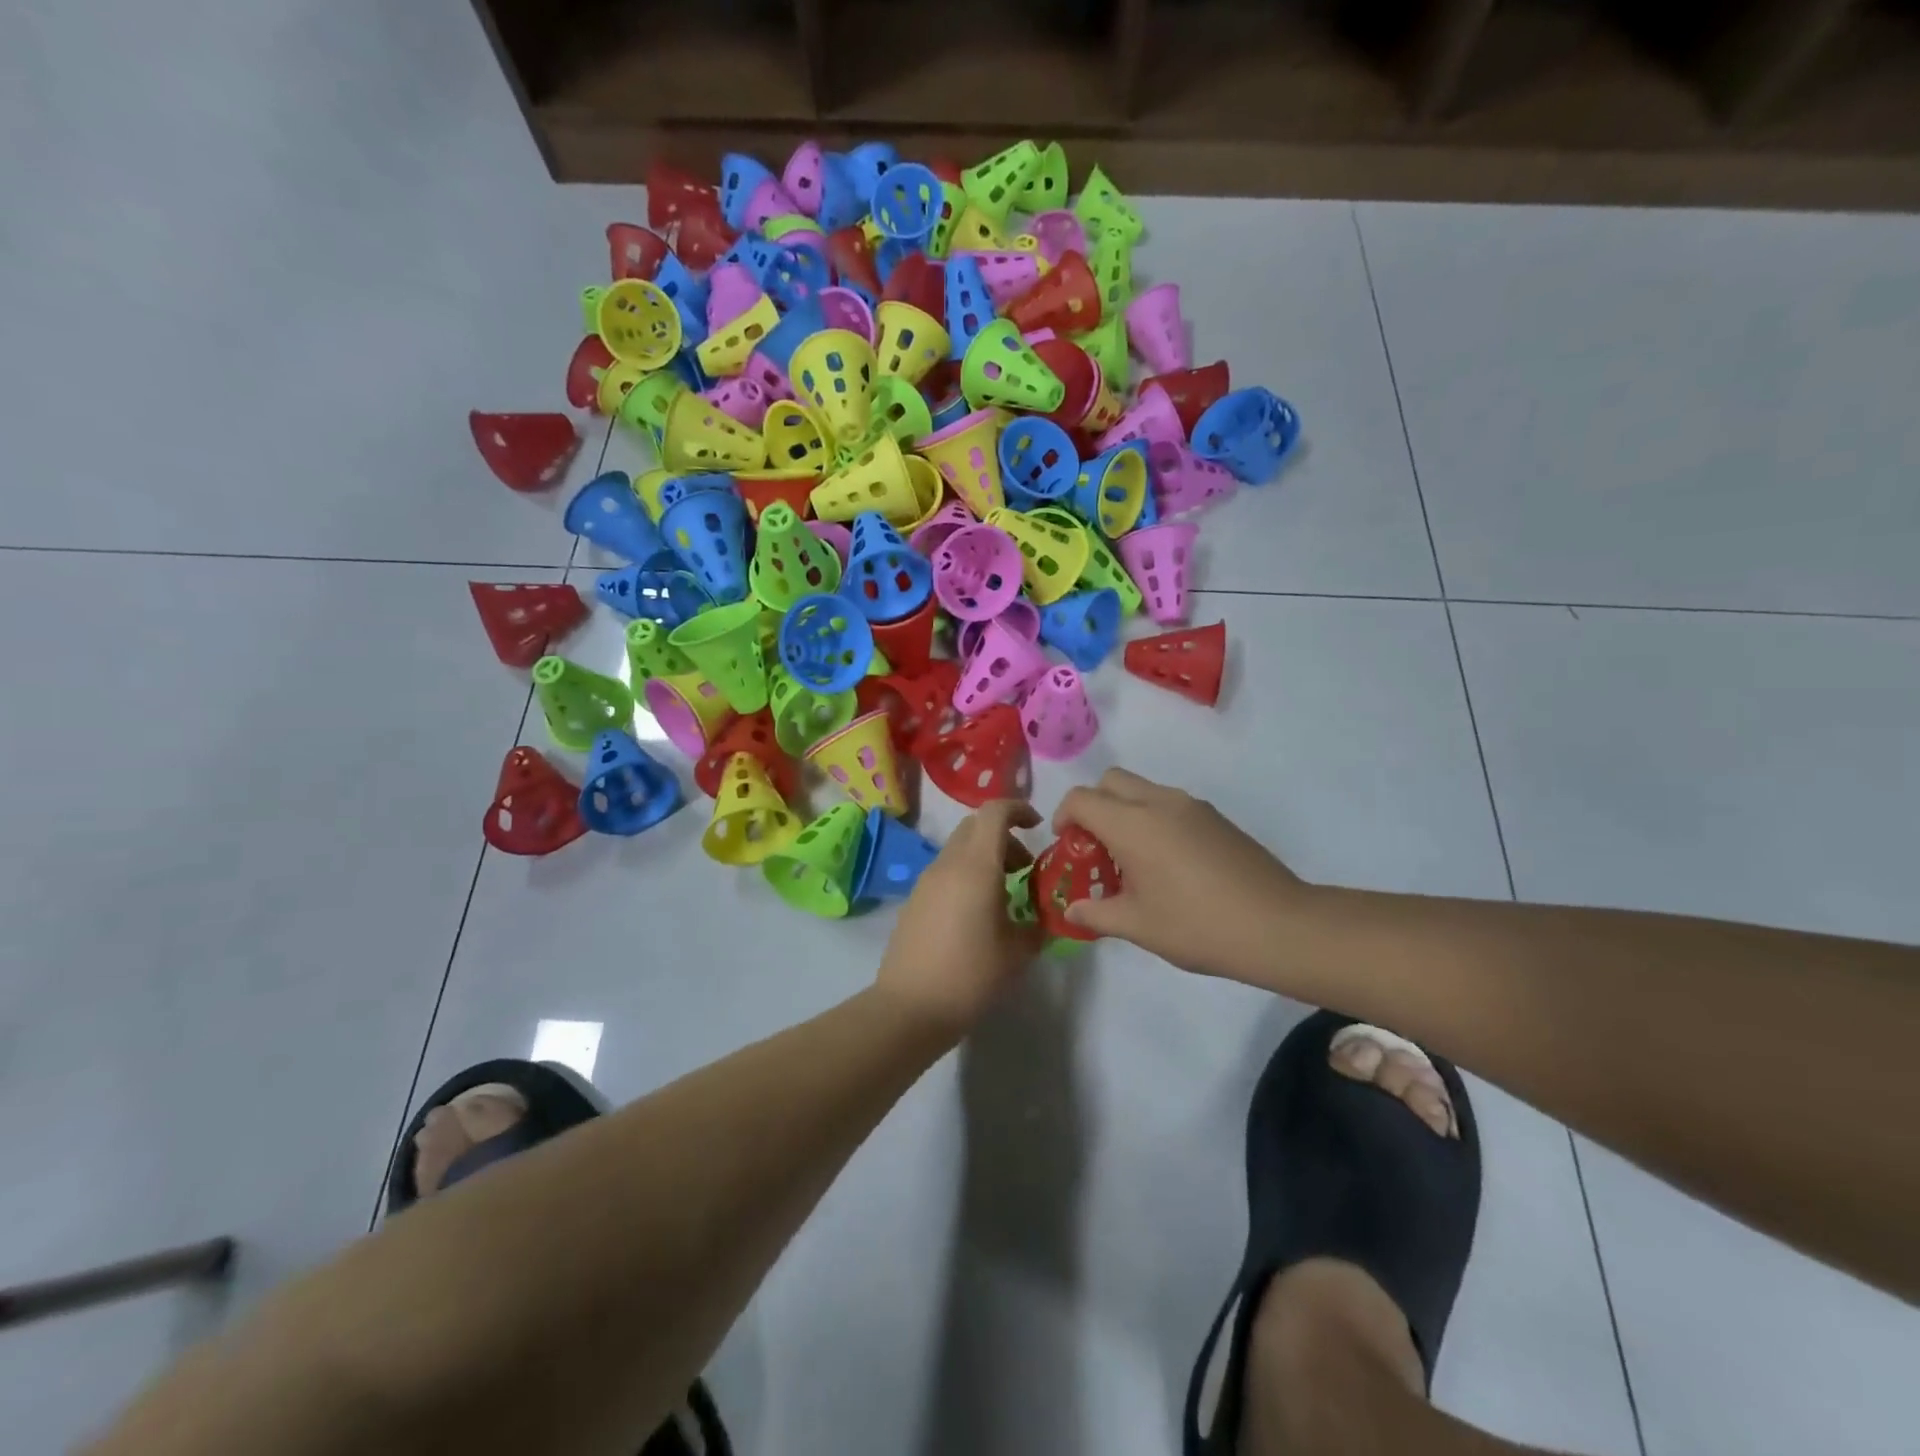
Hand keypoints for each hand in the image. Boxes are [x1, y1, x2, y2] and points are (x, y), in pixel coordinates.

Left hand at [875, 800, 1045, 1035]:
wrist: (910, 1007)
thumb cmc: (971, 975)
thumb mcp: (1018, 952)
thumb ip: (1038, 925)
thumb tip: (1047, 916)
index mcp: (976, 866)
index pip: (994, 812)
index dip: (1018, 808)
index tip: (1038, 826)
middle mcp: (948, 864)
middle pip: (975, 826)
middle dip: (1004, 836)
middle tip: (1024, 867)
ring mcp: (926, 881)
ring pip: (959, 848)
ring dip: (985, 856)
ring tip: (1005, 894)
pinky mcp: (914, 900)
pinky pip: (945, 871)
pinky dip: (966, 874)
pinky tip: (977, 913)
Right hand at [1052, 768, 1312, 979]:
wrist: (1278, 925)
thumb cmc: (1197, 925)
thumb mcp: (1137, 926)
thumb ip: (1097, 914)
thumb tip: (1073, 909)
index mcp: (1132, 823)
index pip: (1081, 798)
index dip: (1064, 817)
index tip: (1067, 847)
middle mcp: (1159, 802)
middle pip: (1111, 780)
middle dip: (1094, 805)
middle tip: (1096, 847)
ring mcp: (1191, 806)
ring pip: (1142, 789)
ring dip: (1125, 811)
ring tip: (1132, 860)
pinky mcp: (1215, 817)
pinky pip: (1169, 803)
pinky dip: (1153, 819)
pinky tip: (1167, 864)